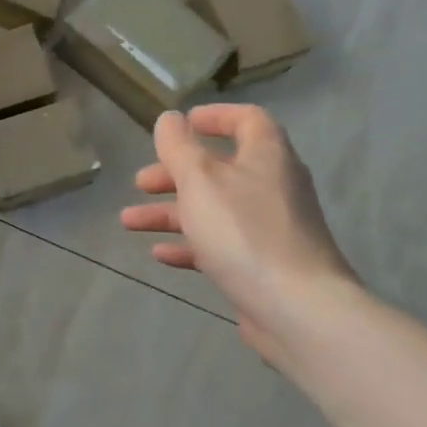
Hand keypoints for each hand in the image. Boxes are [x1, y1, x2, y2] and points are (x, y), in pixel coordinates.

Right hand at [121, 105, 357, 356]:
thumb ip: (179, 147)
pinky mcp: (263, 264)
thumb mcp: (200, 180)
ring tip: (129, 223)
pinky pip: (221, 245)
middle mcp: (272, 186)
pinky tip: (159, 254)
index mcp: (266, 156)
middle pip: (219, 169)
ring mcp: (270, 228)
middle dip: (174, 174)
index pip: (246, 120)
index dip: (214, 117)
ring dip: (170, 212)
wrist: (297, 309)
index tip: (181, 124)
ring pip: (213, 209)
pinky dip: (189, 245)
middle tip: (141, 183)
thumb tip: (170, 118)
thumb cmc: (244, 232)